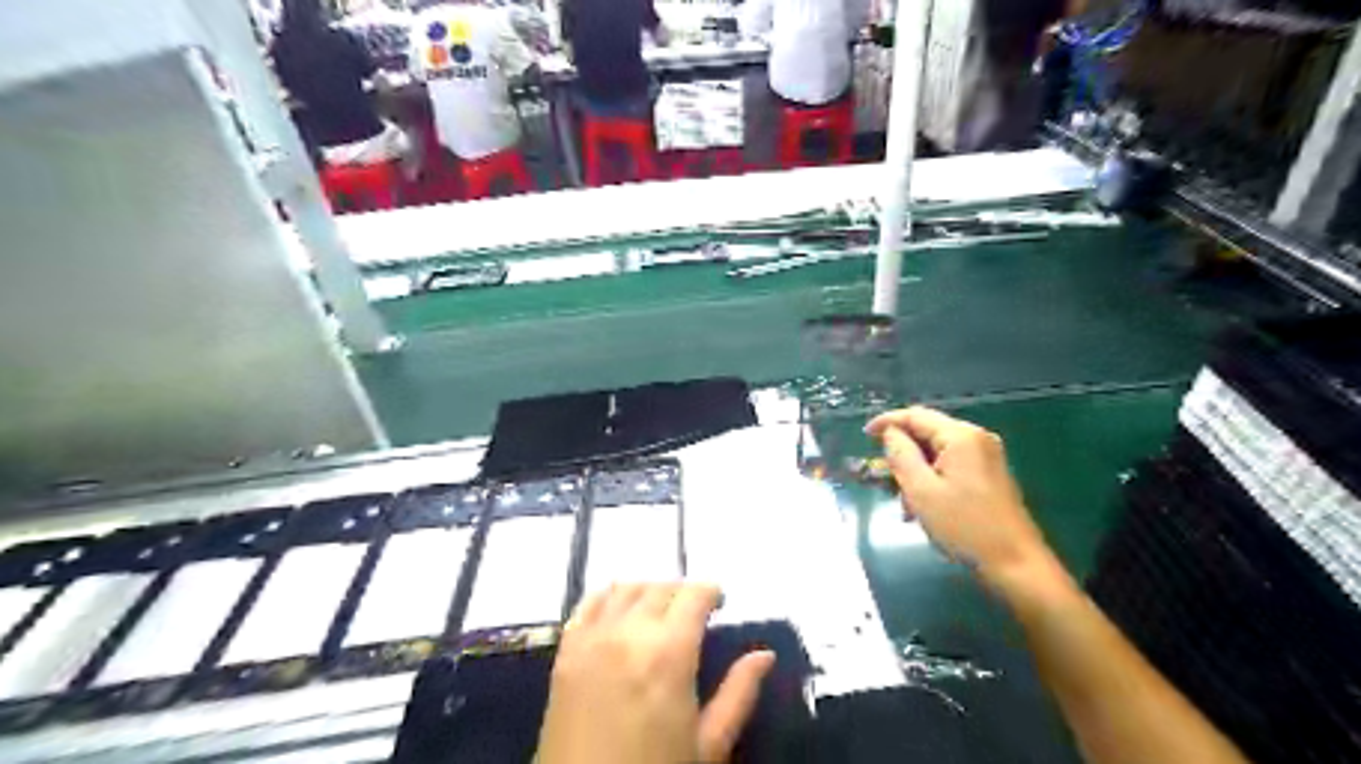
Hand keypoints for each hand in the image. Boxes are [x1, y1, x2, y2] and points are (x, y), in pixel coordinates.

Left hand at [539, 583, 776, 763]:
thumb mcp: (708, 746)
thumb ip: (738, 694)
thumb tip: (765, 655)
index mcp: (669, 653)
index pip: (694, 595)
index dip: (711, 592)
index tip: (720, 604)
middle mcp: (629, 632)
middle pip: (661, 587)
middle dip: (683, 593)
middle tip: (693, 614)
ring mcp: (592, 638)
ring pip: (626, 587)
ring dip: (649, 591)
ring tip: (659, 612)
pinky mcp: (566, 650)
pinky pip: (589, 603)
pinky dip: (610, 597)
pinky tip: (621, 612)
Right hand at [871, 408, 1049, 588]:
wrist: (1016, 564)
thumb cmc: (965, 527)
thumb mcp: (921, 491)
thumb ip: (901, 455)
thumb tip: (891, 433)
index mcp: (961, 436)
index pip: (916, 415)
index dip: (887, 422)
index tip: (864, 435)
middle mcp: (976, 438)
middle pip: (927, 432)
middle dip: (903, 453)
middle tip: (884, 479)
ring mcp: (986, 456)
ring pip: (937, 452)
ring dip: (916, 471)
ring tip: (905, 503)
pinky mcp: (990, 474)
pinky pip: (951, 465)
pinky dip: (932, 478)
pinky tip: (924, 506)